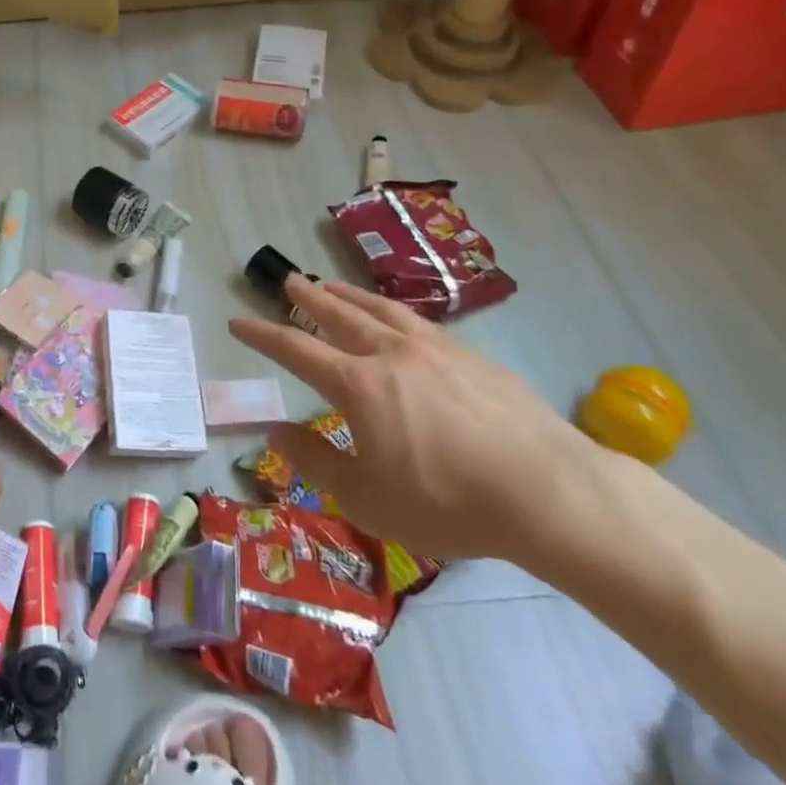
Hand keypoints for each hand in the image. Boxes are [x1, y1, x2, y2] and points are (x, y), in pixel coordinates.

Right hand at [229, 275, 599, 565]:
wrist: (547, 492)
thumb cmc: (447, 503)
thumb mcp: (366, 498)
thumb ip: (315, 461)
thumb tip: (275, 431)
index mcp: (358, 385)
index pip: (296, 351)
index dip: (263, 336)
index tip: (238, 322)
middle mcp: (390, 354)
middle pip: (338, 315)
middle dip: (308, 298)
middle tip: (288, 281)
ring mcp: (434, 349)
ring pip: (379, 309)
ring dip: (349, 294)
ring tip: (331, 284)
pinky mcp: (471, 356)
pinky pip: (417, 322)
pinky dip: (391, 311)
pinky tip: (396, 318)